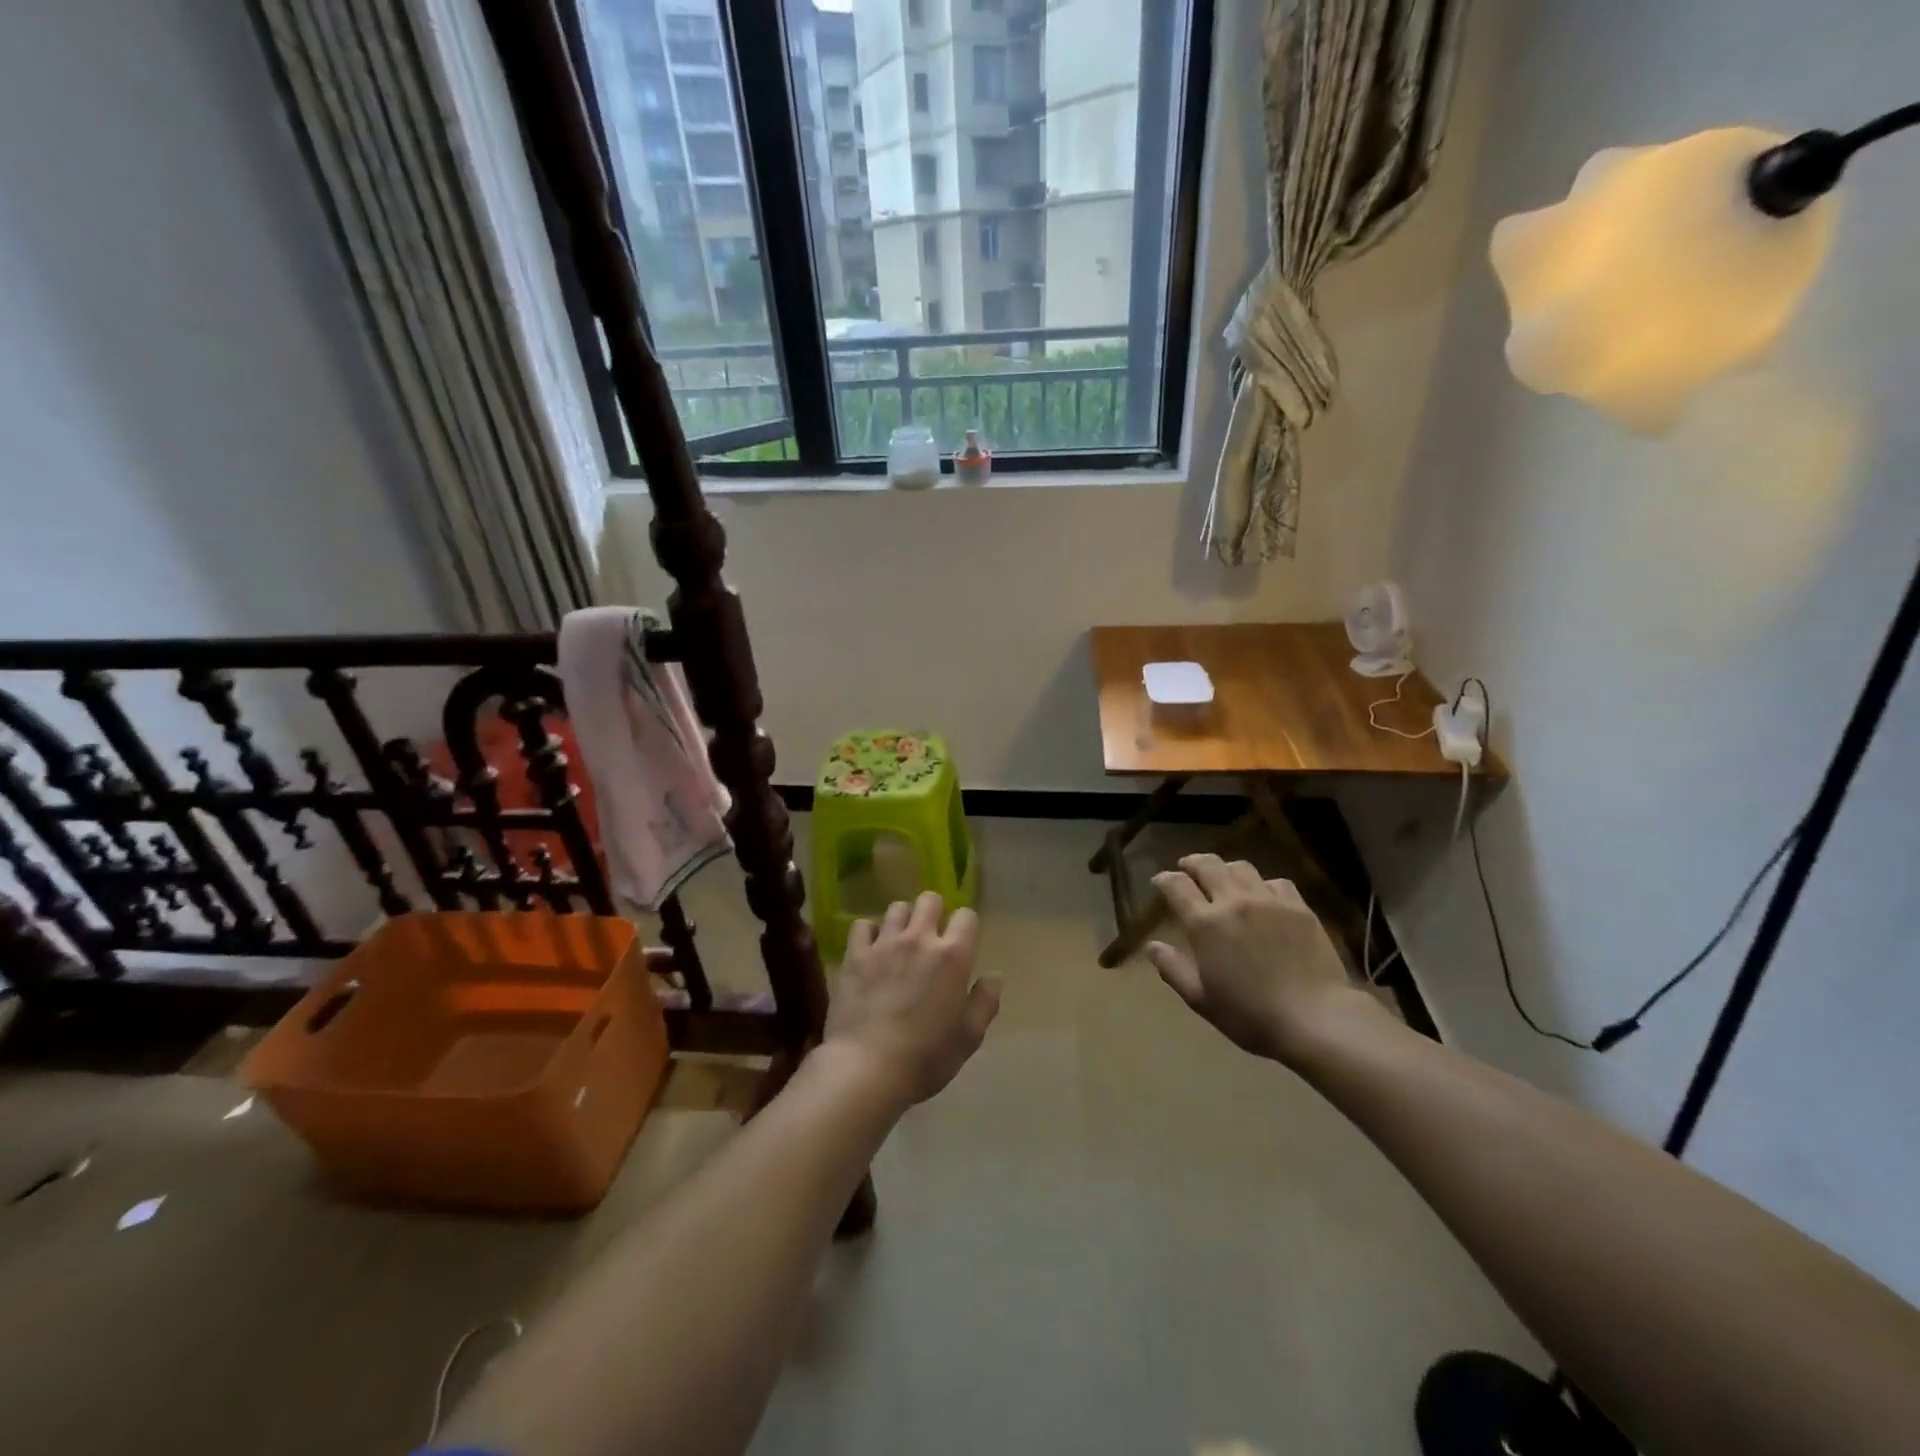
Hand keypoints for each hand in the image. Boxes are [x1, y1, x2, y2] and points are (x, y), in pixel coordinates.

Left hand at [823, 892, 999, 1107]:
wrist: (867, 1068)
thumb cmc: (926, 1057)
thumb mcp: (969, 1037)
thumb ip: (985, 1002)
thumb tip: (992, 976)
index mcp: (953, 956)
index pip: (966, 916)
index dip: (966, 927)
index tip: (962, 944)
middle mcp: (919, 939)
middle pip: (930, 900)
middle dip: (934, 912)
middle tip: (931, 937)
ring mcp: (884, 943)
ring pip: (897, 908)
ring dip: (903, 920)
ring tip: (901, 941)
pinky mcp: (855, 954)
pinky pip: (863, 925)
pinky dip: (869, 934)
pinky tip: (871, 950)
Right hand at [1147, 855, 1370, 1064]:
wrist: (1315, 1017)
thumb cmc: (1250, 1014)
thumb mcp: (1201, 999)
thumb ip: (1173, 969)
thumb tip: (1152, 946)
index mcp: (1205, 923)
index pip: (1176, 885)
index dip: (1164, 879)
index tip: (1160, 882)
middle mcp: (1233, 901)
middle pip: (1208, 865)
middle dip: (1192, 863)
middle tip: (1187, 868)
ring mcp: (1268, 901)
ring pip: (1241, 867)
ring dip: (1226, 868)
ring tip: (1224, 877)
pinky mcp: (1298, 907)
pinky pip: (1276, 882)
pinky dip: (1262, 884)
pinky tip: (1264, 896)